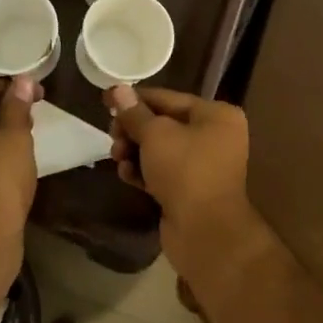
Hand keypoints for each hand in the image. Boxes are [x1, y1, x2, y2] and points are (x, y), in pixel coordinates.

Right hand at [106, 85, 253, 273]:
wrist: (205, 232)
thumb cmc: (185, 171)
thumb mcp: (155, 135)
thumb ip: (135, 112)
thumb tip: (118, 89)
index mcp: (216, 115)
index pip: (169, 98)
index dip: (136, 98)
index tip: (106, 100)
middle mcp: (215, 137)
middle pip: (164, 124)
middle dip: (134, 130)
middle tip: (113, 136)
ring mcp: (204, 166)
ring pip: (161, 150)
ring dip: (135, 152)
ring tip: (117, 158)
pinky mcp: (191, 191)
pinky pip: (163, 173)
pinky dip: (144, 172)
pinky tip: (126, 175)